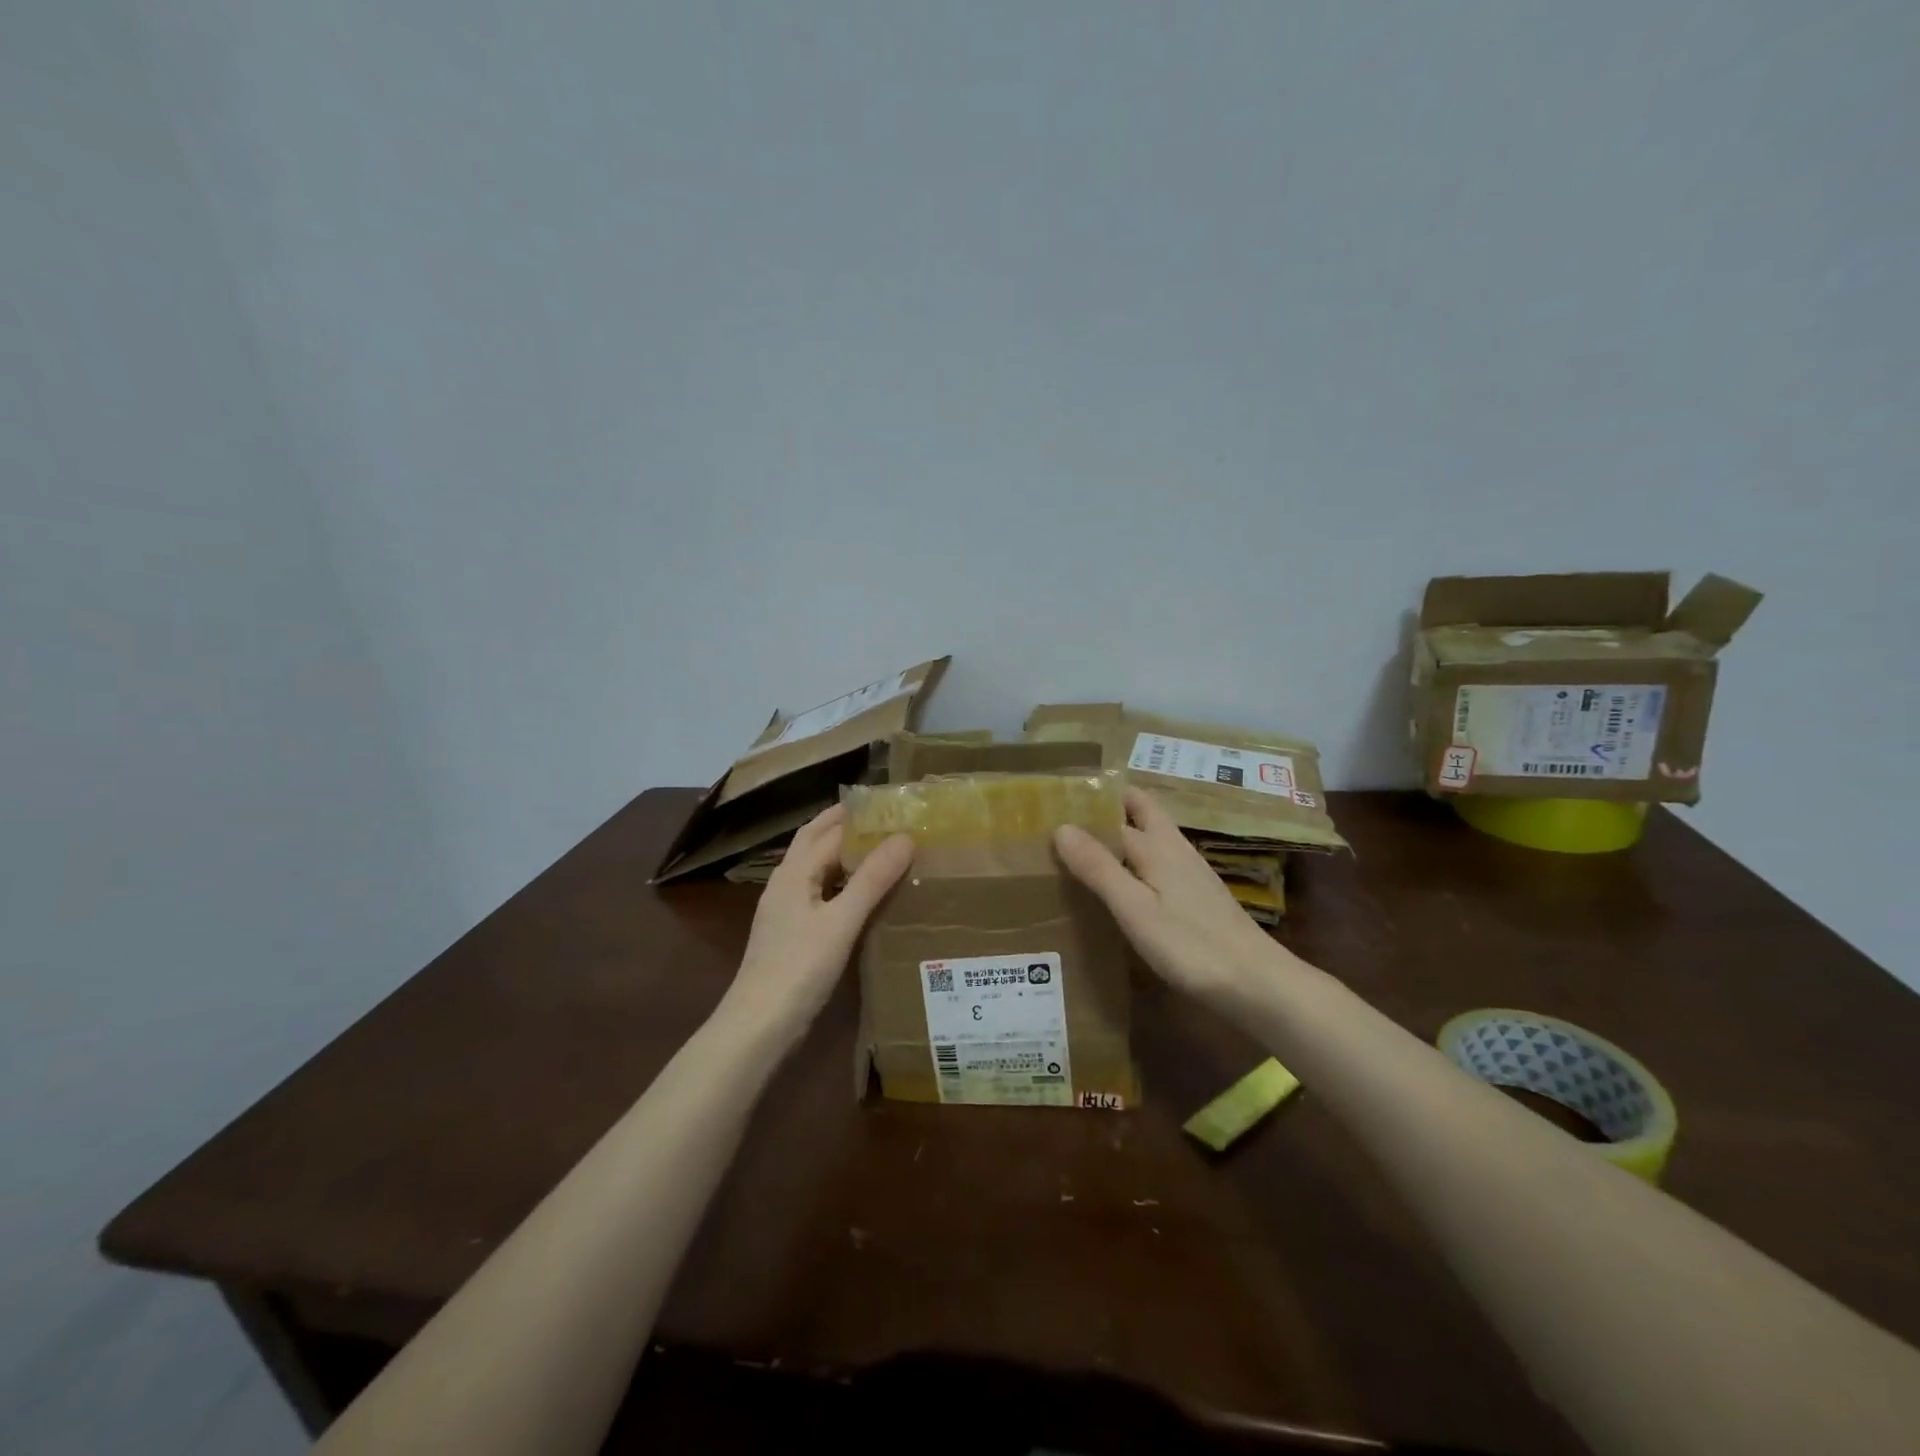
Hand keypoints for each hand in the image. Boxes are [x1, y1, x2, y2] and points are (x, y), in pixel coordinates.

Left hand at [724, 805, 912, 1043]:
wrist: (759, 1025)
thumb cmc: (800, 968)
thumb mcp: (842, 921)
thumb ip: (872, 879)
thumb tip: (905, 837)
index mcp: (794, 872)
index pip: (829, 830)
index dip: (859, 815)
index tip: (894, 806)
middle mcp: (786, 882)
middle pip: (815, 840)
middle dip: (844, 823)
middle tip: (885, 816)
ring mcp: (785, 908)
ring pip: (816, 866)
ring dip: (842, 851)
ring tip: (879, 848)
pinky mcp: (791, 931)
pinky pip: (818, 891)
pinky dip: (840, 880)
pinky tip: (861, 893)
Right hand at [1054, 788, 1292, 1005]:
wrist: (1255, 983)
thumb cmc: (1189, 944)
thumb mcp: (1134, 908)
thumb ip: (1099, 867)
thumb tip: (1062, 826)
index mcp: (1158, 845)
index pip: (1117, 810)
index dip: (1090, 803)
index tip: (1055, 800)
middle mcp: (1175, 849)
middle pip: (1143, 812)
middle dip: (1111, 806)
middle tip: (1071, 816)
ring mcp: (1190, 872)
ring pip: (1151, 837)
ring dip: (1122, 833)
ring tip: (1084, 846)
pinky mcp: (1197, 897)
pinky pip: (1159, 863)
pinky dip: (1136, 861)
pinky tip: (1123, 884)